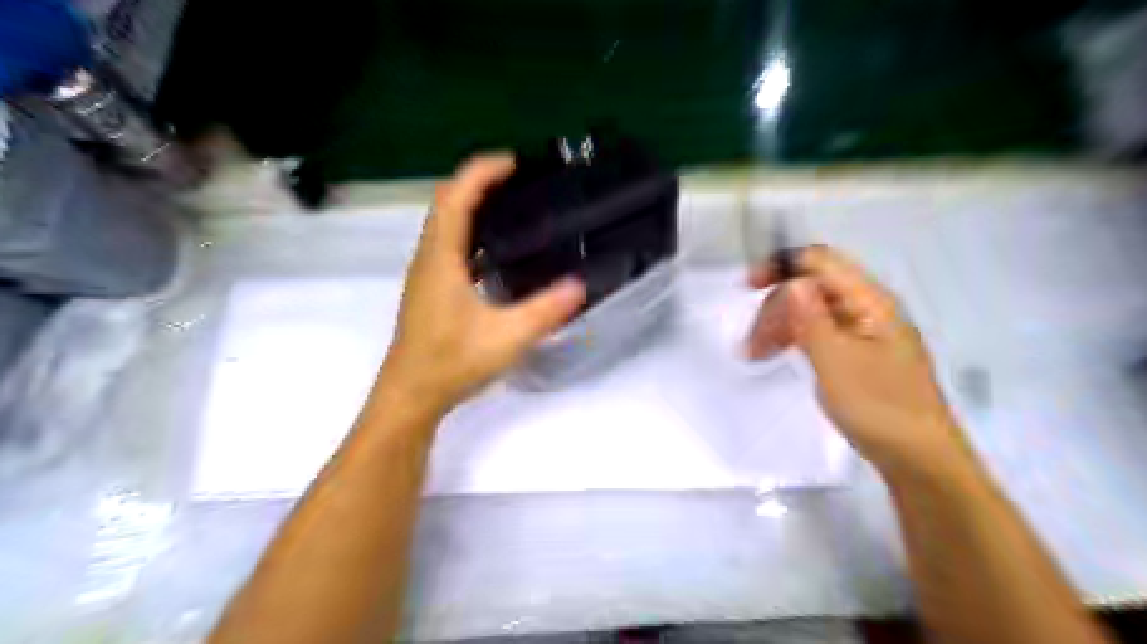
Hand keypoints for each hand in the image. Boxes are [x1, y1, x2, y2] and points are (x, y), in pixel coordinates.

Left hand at [380, 157, 584, 411]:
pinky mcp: (429, 289)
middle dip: (479, 182)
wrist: (411, 395)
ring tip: (512, 209)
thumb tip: (580, 285)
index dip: (482, 171)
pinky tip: (496, 252)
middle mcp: (428, 257)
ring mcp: (425, 273)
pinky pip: (447, 244)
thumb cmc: (451, 362)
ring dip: (472, 205)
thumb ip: (545, 310)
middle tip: (519, 184)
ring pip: (444, 223)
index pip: (455, 195)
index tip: (515, 163)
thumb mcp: (507, 337)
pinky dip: (470, 231)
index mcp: (441, 257)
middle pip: (447, 202)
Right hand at [749, 244, 969, 475]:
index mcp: (870, 302)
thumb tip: (794, 281)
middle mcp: (868, 308)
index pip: (821, 262)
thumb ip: (812, 318)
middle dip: (776, 306)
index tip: (748, 287)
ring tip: (755, 355)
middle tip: (750, 343)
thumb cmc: (879, 407)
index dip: (782, 266)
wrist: (919, 458)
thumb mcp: (836, 361)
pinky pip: (820, 332)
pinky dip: (794, 339)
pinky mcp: (859, 353)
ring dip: (780, 325)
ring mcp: (864, 331)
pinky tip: (777, 355)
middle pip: (812, 287)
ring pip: (812, 311)